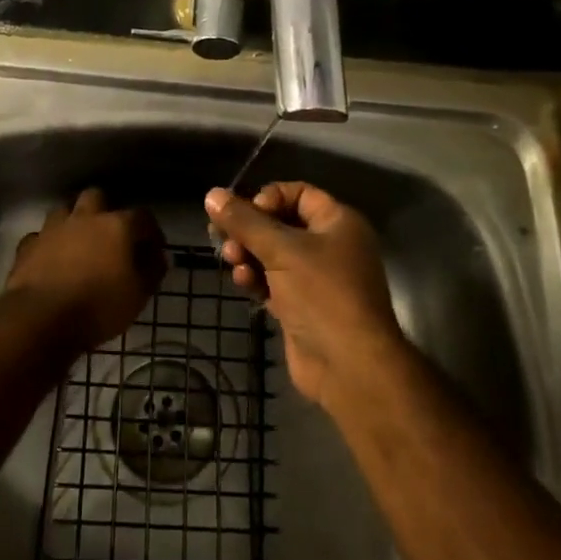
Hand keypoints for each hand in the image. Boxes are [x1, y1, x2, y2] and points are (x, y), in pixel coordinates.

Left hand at [4, 188, 166, 350]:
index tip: (154, 250)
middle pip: (96, 197)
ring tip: (80, 243)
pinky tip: (51, 259)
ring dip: (74, 221)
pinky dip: (48, 244)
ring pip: (64, 210)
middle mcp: (84, 218)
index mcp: (116, 226)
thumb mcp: (138, 295)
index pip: (142, 217)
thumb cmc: (99, 306)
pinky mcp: (28, 246)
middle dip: (105, 210)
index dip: (151, 231)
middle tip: (111, 235)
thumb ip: (152, 271)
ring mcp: (52, 229)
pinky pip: (40, 236)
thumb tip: (159, 257)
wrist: (41, 318)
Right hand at [205, 182, 405, 410]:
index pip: (299, 193)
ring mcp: (316, 278)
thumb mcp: (281, 250)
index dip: (268, 197)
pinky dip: (256, 278)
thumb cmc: (322, 294)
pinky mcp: (301, 305)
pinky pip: (273, 281)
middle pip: (281, 224)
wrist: (348, 366)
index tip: (245, 212)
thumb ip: (244, 221)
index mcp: (338, 222)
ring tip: (232, 260)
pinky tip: (242, 282)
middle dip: (250, 229)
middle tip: (223, 236)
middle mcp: (329, 245)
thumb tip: (212, 195)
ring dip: (248, 254)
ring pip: (273, 254)